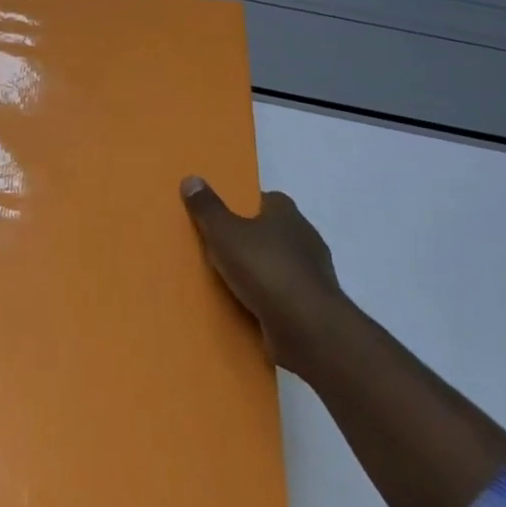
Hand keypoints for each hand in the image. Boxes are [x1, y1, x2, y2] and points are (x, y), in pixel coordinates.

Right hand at [181, 176, 347, 372]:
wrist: (306, 327)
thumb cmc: (264, 268)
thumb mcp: (224, 233)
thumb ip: (207, 208)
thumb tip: (191, 179)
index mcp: (287, 214)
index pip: (268, 200)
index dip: (246, 205)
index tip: (223, 216)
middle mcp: (306, 239)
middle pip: (274, 232)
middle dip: (251, 239)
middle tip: (219, 248)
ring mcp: (313, 274)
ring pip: (280, 265)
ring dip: (261, 271)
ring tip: (229, 281)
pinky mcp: (314, 306)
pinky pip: (284, 295)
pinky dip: (269, 298)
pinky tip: (248, 306)